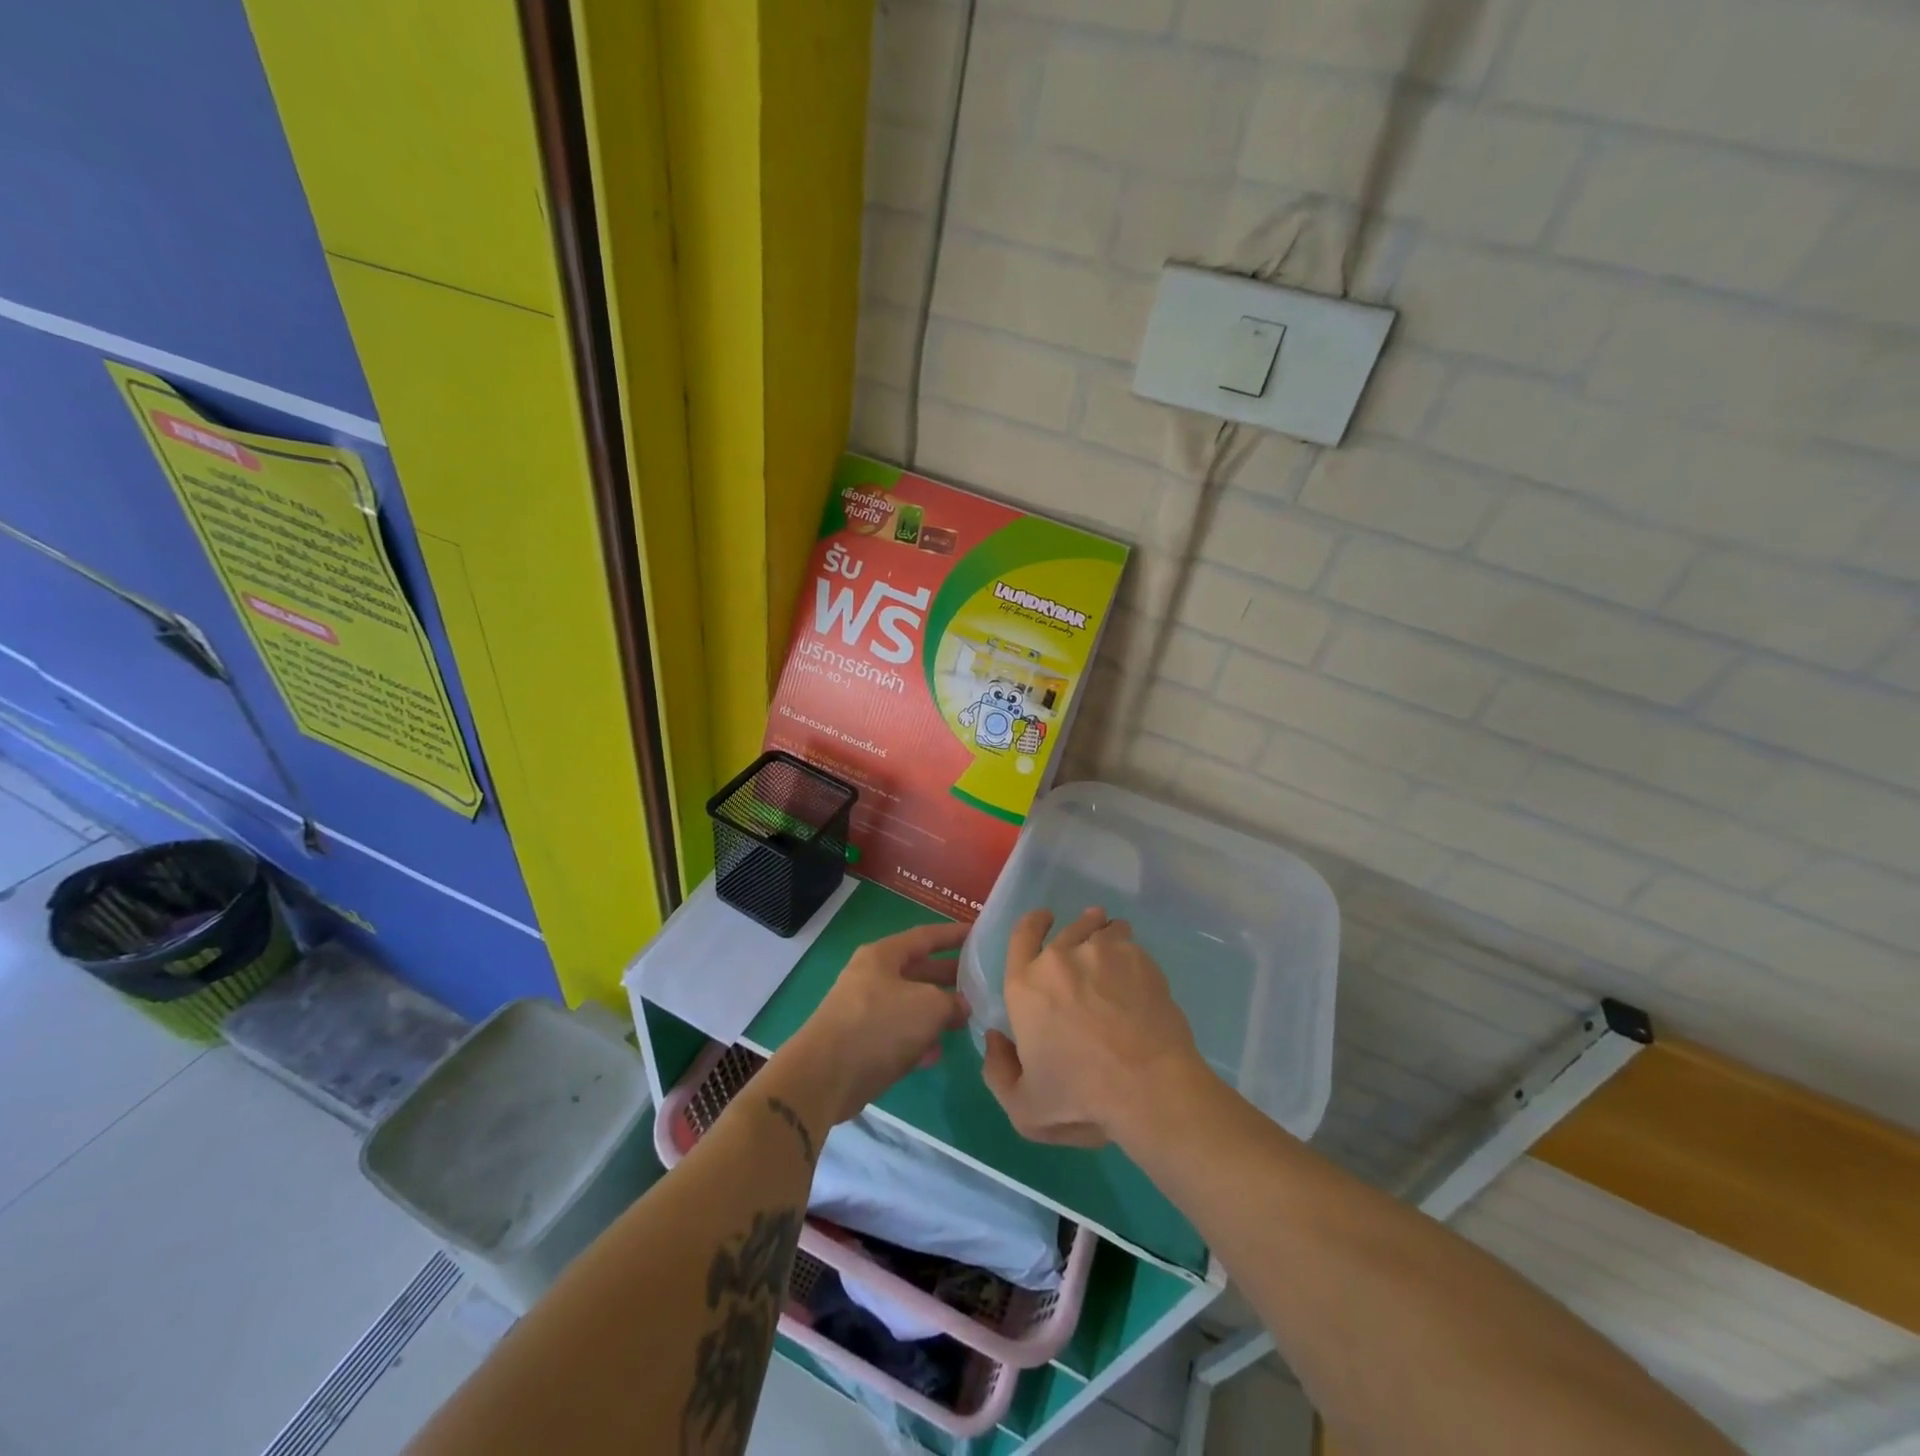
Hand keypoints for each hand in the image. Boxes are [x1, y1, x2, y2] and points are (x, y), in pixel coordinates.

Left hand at [777, 920, 970, 1125]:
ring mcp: (863, 1010)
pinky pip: (897, 1034)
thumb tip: (960, 1007)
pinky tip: (936, 1053)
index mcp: (883, 955)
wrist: (825, 1076)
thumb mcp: (929, 1006)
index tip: (978, 933)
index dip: (953, 934)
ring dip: (936, 1012)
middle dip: (948, 977)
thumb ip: (952, 1002)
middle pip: (917, 971)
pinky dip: (917, 1040)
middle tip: (980, 981)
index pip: (925, 936)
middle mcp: (871, 977)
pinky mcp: (860, 1043)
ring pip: (909, 1005)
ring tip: (965, 1020)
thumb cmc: (880, 1025)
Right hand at [981, 907, 1206, 1147]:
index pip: (1022, 935)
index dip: (1033, 923)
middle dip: (1076, 926)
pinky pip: (1129, 944)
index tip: (1044, 919)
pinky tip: (1136, 972)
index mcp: (1025, 985)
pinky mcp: (1137, 958)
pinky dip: (1129, 953)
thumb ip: (998, 1071)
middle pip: (1066, 927)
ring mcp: (1101, 952)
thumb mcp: (1024, 1106)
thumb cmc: (1080, 1098)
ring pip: (1101, 929)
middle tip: (1086, 934)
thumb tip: (995, 1039)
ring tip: (1113, 947)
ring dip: (1103, 933)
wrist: (1147, 1086)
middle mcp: (1059, 958)